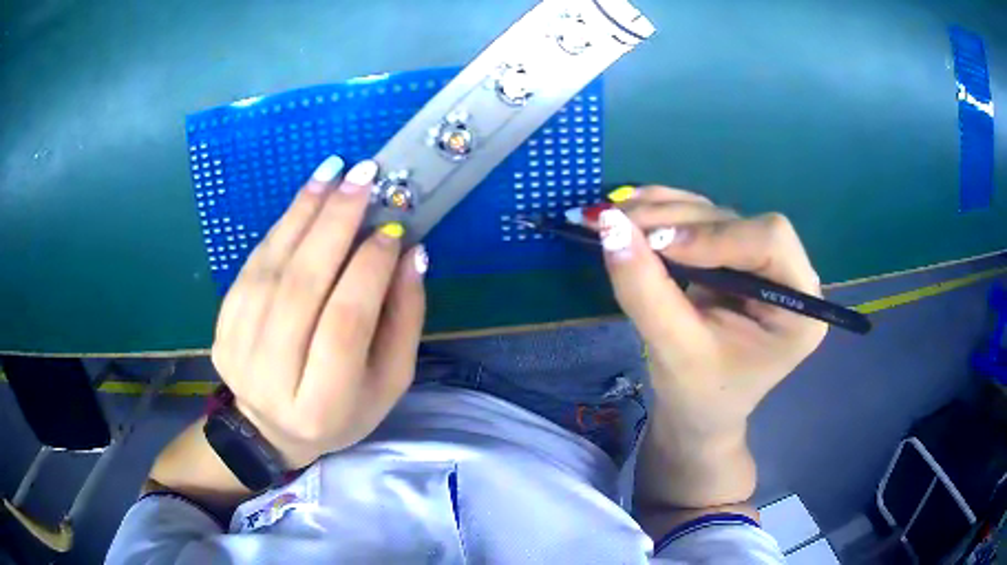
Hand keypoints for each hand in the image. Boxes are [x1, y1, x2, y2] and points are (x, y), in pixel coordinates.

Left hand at [211, 156, 427, 468]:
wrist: (271, 428)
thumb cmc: (342, 411)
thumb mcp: (389, 382)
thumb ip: (404, 321)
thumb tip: (411, 254)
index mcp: (323, 405)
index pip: (345, 323)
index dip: (369, 269)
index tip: (392, 229)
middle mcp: (272, 378)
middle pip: (301, 287)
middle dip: (335, 224)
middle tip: (363, 177)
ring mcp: (238, 351)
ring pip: (271, 270)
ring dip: (304, 213)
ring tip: (334, 173)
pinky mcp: (221, 328)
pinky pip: (252, 267)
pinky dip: (279, 228)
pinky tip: (304, 200)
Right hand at [597, 186, 826, 437]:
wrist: (698, 414)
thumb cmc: (698, 395)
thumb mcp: (673, 350)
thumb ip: (645, 290)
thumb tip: (609, 223)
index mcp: (800, 307)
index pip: (770, 242)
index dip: (715, 235)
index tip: (656, 245)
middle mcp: (788, 275)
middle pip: (737, 222)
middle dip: (677, 220)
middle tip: (617, 220)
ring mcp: (761, 263)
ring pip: (714, 215)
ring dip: (663, 212)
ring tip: (614, 215)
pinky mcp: (734, 257)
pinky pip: (701, 222)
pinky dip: (664, 214)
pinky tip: (631, 209)